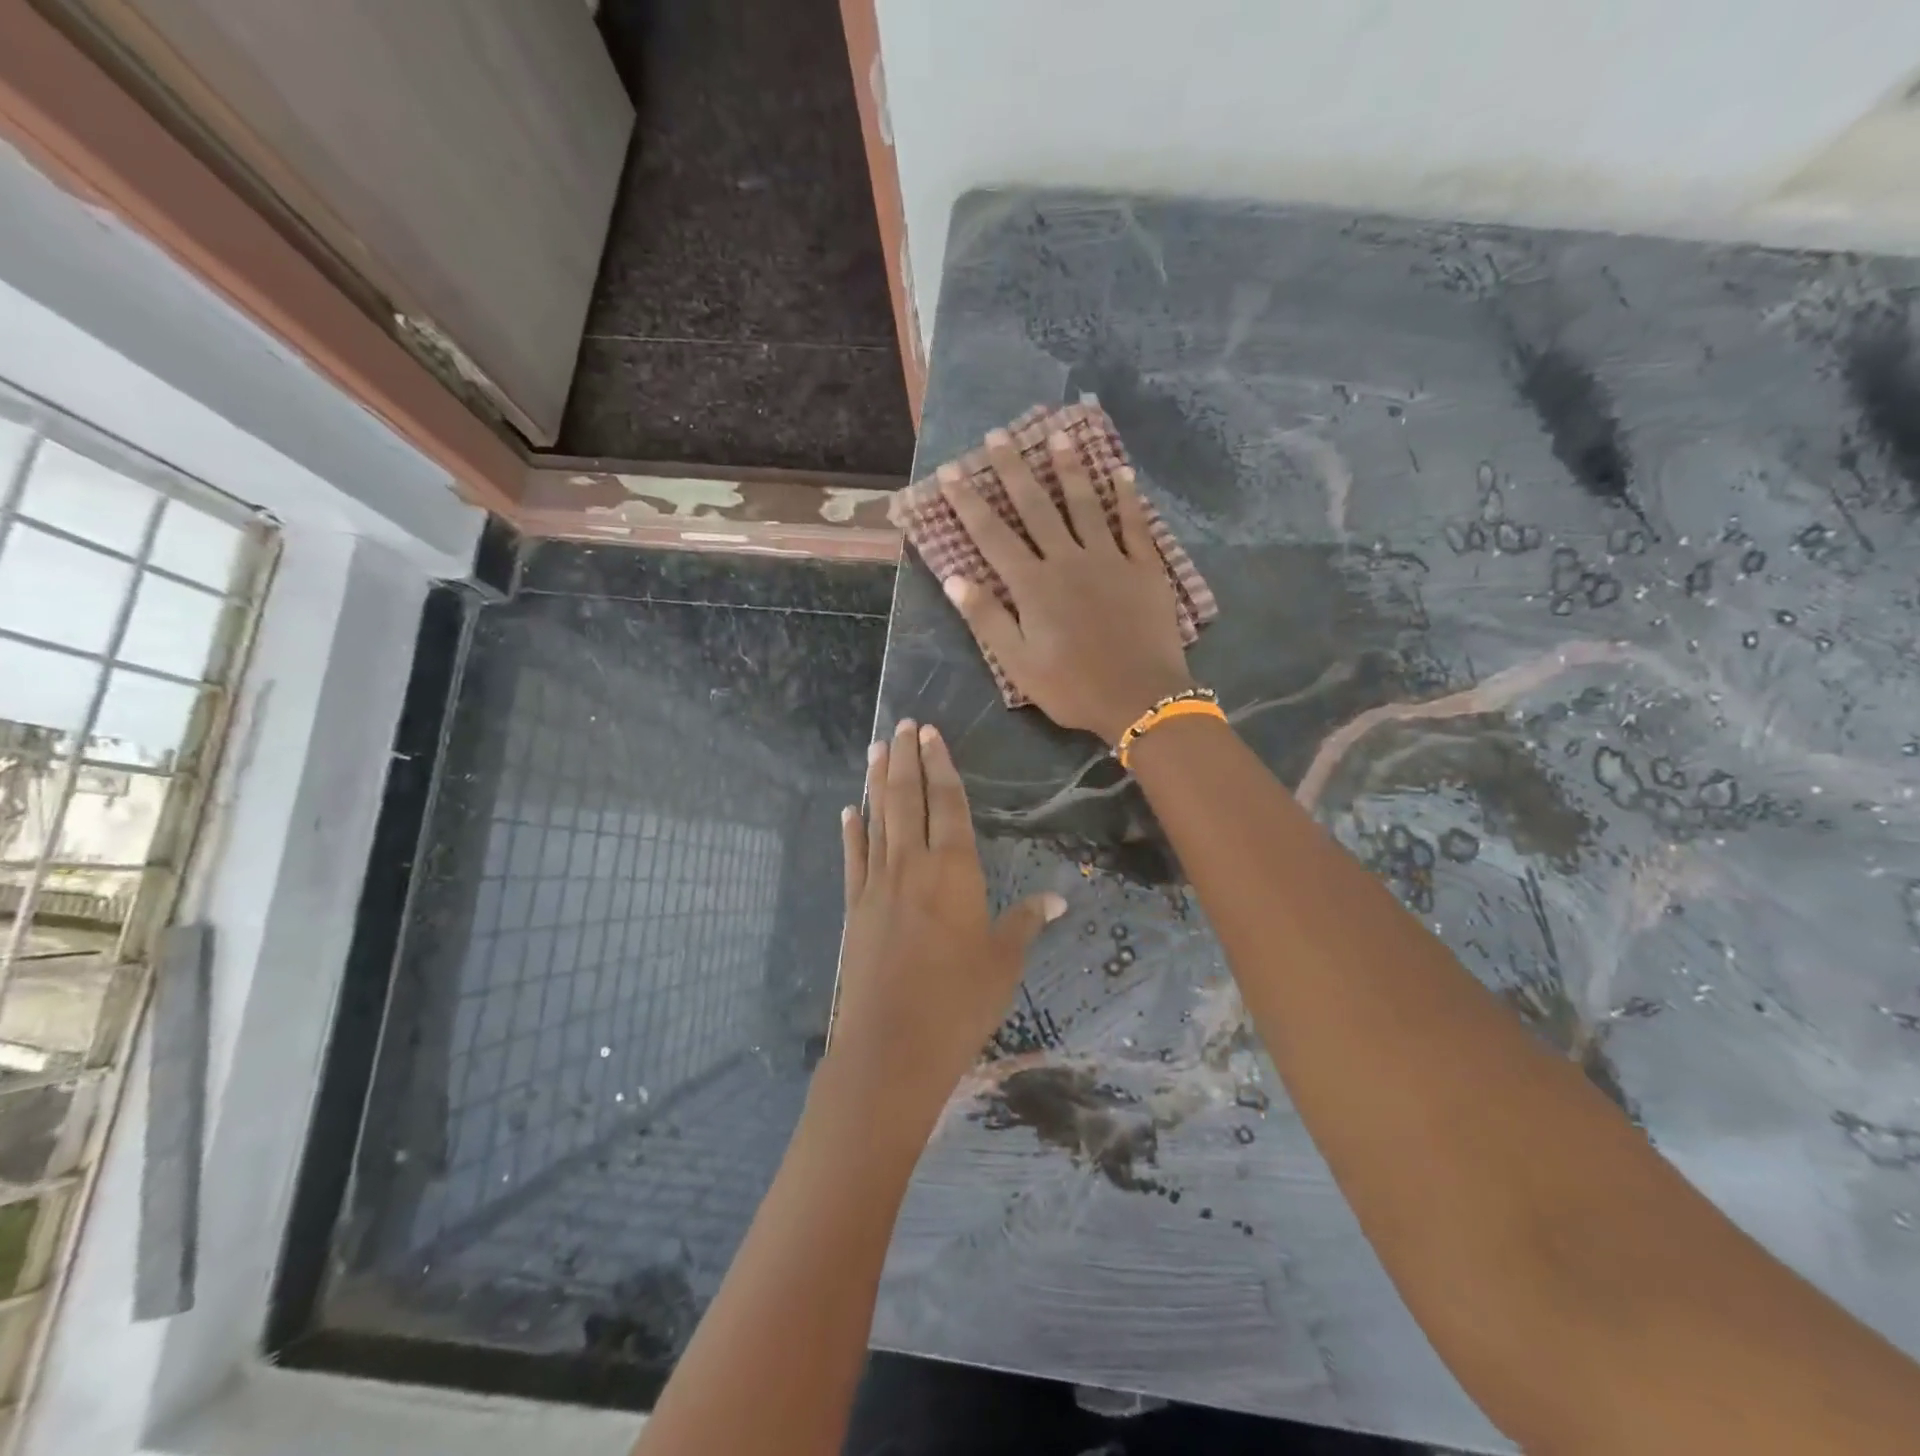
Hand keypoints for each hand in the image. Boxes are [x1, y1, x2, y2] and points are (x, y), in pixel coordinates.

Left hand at [825, 718, 1065, 1131]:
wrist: (892, 1047)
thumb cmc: (959, 1002)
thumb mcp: (1004, 962)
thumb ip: (1026, 922)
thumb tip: (1058, 897)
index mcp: (954, 870)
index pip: (949, 804)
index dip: (941, 766)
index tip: (931, 734)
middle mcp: (913, 864)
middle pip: (908, 798)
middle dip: (906, 759)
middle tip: (902, 725)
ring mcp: (877, 884)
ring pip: (877, 818)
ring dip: (877, 781)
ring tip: (877, 748)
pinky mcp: (855, 907)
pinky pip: (854, 857)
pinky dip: (852, 830)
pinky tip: (849, 810)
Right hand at [938, 428, 1194, 743]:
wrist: (1142, 698)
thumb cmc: (1073, 687)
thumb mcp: (1019, 664)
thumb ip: (987, 619)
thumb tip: (953, 577)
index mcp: (1033, 586)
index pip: (992, 535)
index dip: (969, 502)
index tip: (951, 472)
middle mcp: (1068, 560)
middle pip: (1036, 507)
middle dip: (1013, 470)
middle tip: (998, 435)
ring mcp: (1110, 559)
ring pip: (1085, 504)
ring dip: (1070, 468)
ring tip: (1058, 435)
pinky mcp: (1144, 567)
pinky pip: (1135, 524)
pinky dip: (1128, 497)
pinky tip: (1122, 471)